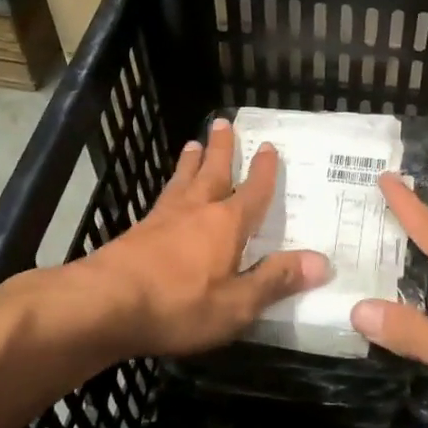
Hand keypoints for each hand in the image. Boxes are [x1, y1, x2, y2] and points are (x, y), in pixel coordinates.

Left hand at [65, 117, 331, 362]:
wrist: (106, 304)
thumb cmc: (180, 305)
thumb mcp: (237, 304)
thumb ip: (276, 281)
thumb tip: (322, 262)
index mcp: (227, 224)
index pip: (252, 191)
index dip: (263, 171)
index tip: (269, 147)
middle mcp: (196, 210)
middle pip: (213, 172)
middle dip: (222, 148)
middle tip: (223, 121)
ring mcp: (163, 218)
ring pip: (183, 180)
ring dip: (192, 161)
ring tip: (194, 143)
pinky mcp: (138, 232)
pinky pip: (162, 199)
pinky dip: (170, 188)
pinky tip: (166, 195)